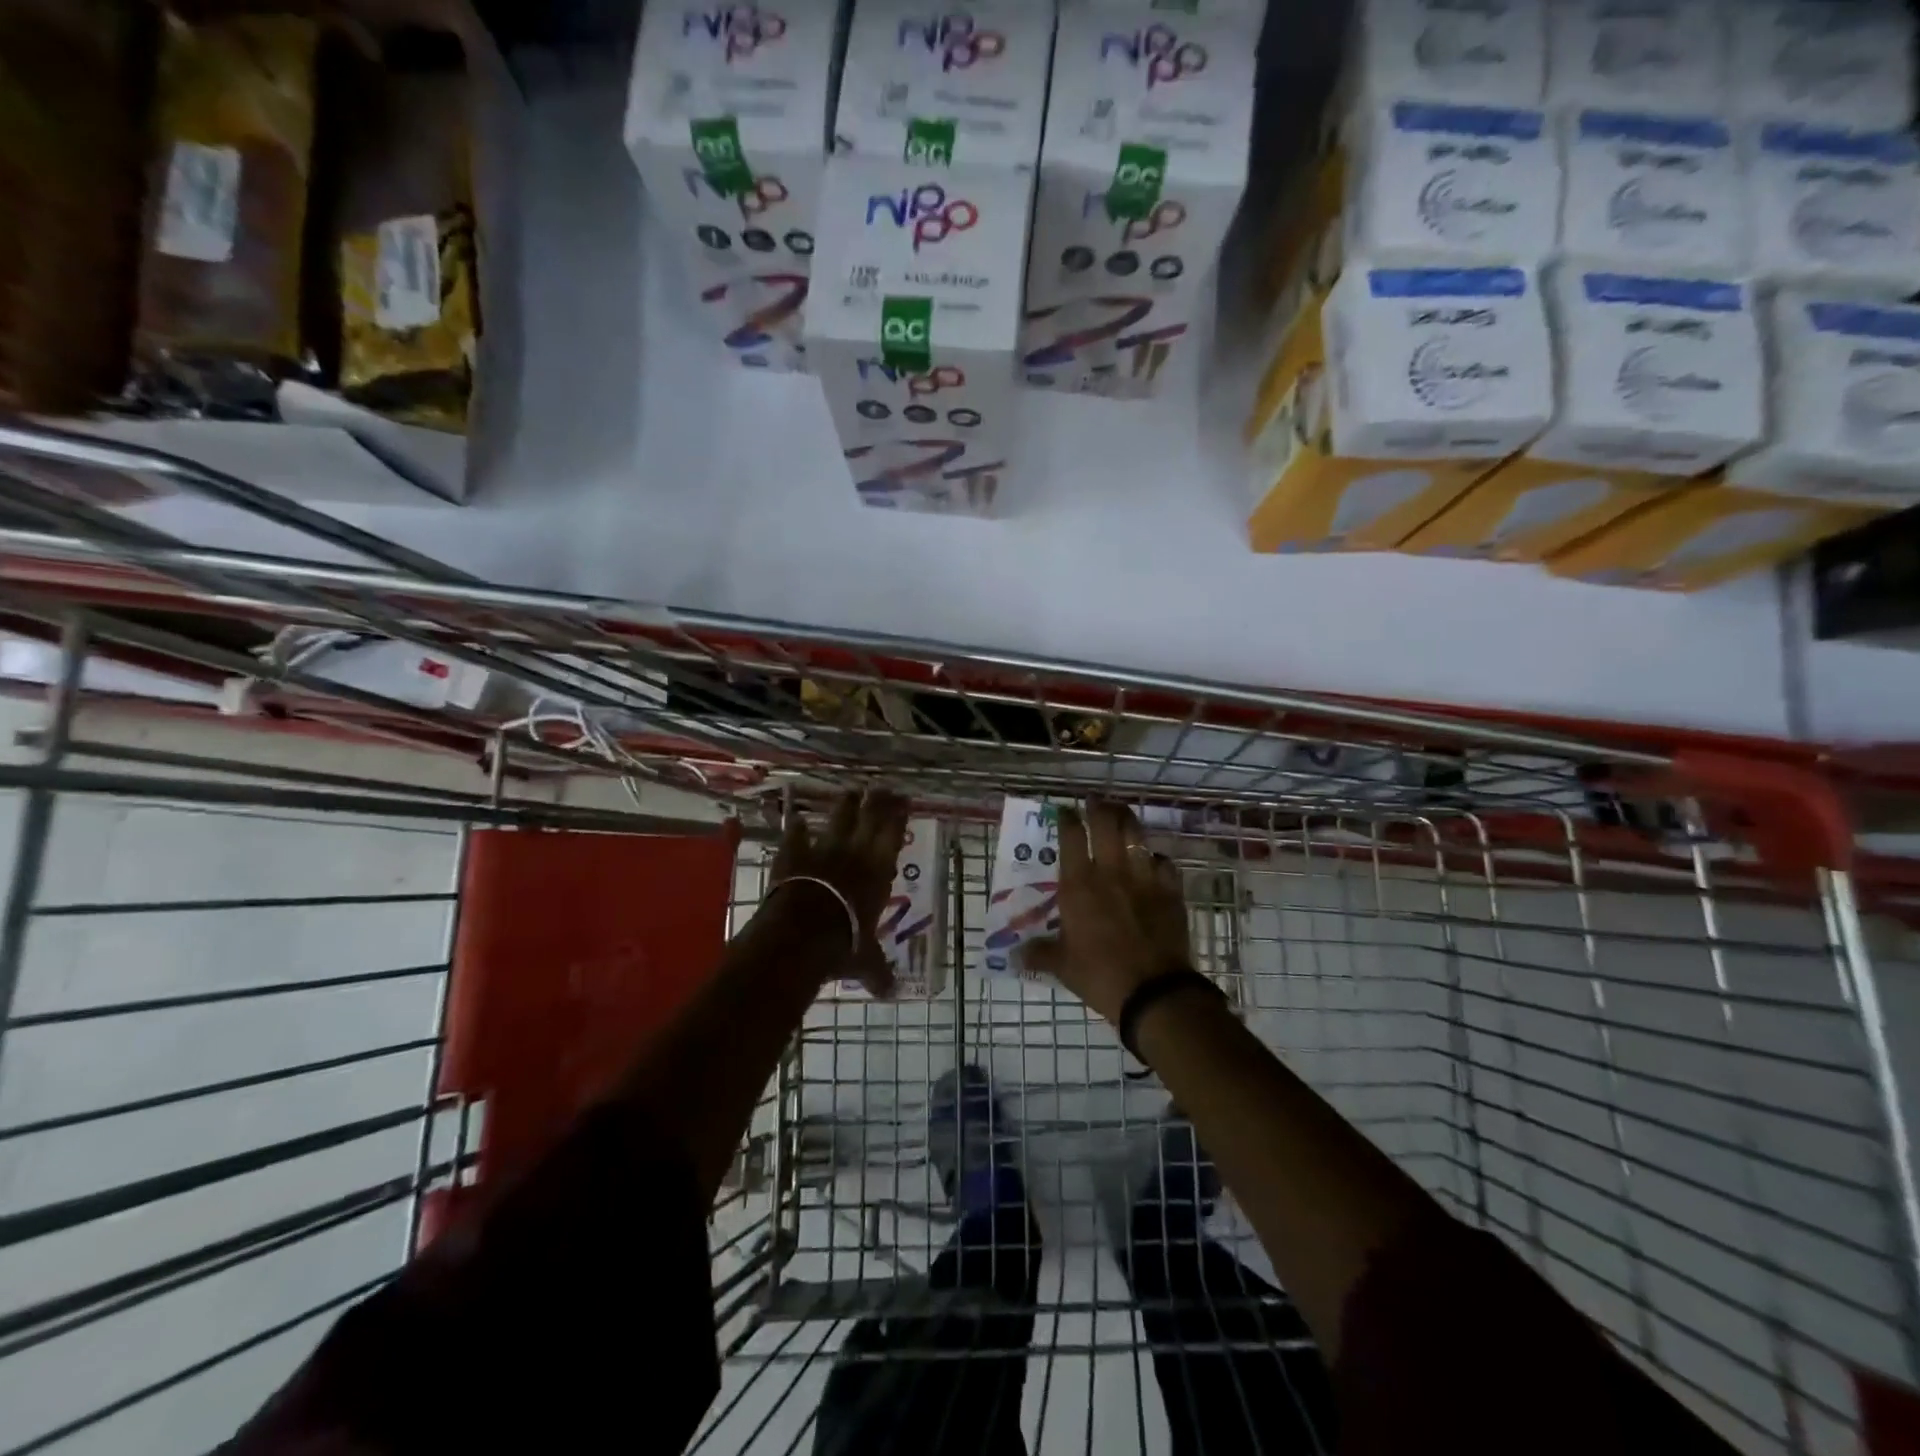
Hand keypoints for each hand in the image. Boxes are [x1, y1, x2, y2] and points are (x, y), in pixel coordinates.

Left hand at [769, 787, 909, 995]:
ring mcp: (823, 851)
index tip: (904, 798)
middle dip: (877, 801)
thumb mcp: (865, 961)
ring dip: (845, 805)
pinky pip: (796, 836)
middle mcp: (855, 853)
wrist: (801, 933)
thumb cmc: (843, 943)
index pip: (893, 835)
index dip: (899, 815)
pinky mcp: (794, 855)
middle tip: (882, 788)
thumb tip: (890, 993)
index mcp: (878, 872)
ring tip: (850, 793)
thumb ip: (877, 972)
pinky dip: (797, 828)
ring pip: (837, 819)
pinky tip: (797, 819)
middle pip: (869, 817)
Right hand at [1025, 800, 1191, 1023]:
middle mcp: (1110, 870)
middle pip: (1106, 822)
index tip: (1064, 810)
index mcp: (1079, 884)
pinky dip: (1156, 857)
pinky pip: (1164, 861)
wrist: (1154, 991)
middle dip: (1099, 807)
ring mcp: (1143, 877)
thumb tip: (1013, 955)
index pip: (1070, 836)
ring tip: (1121, 814)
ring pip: (1136, 833)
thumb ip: (1039, 954)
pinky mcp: (1170, 890)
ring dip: (1127, 820)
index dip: (1066, 818)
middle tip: (1095, 801)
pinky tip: (1153, 860)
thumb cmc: (1100, 975)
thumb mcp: (1062, 966)